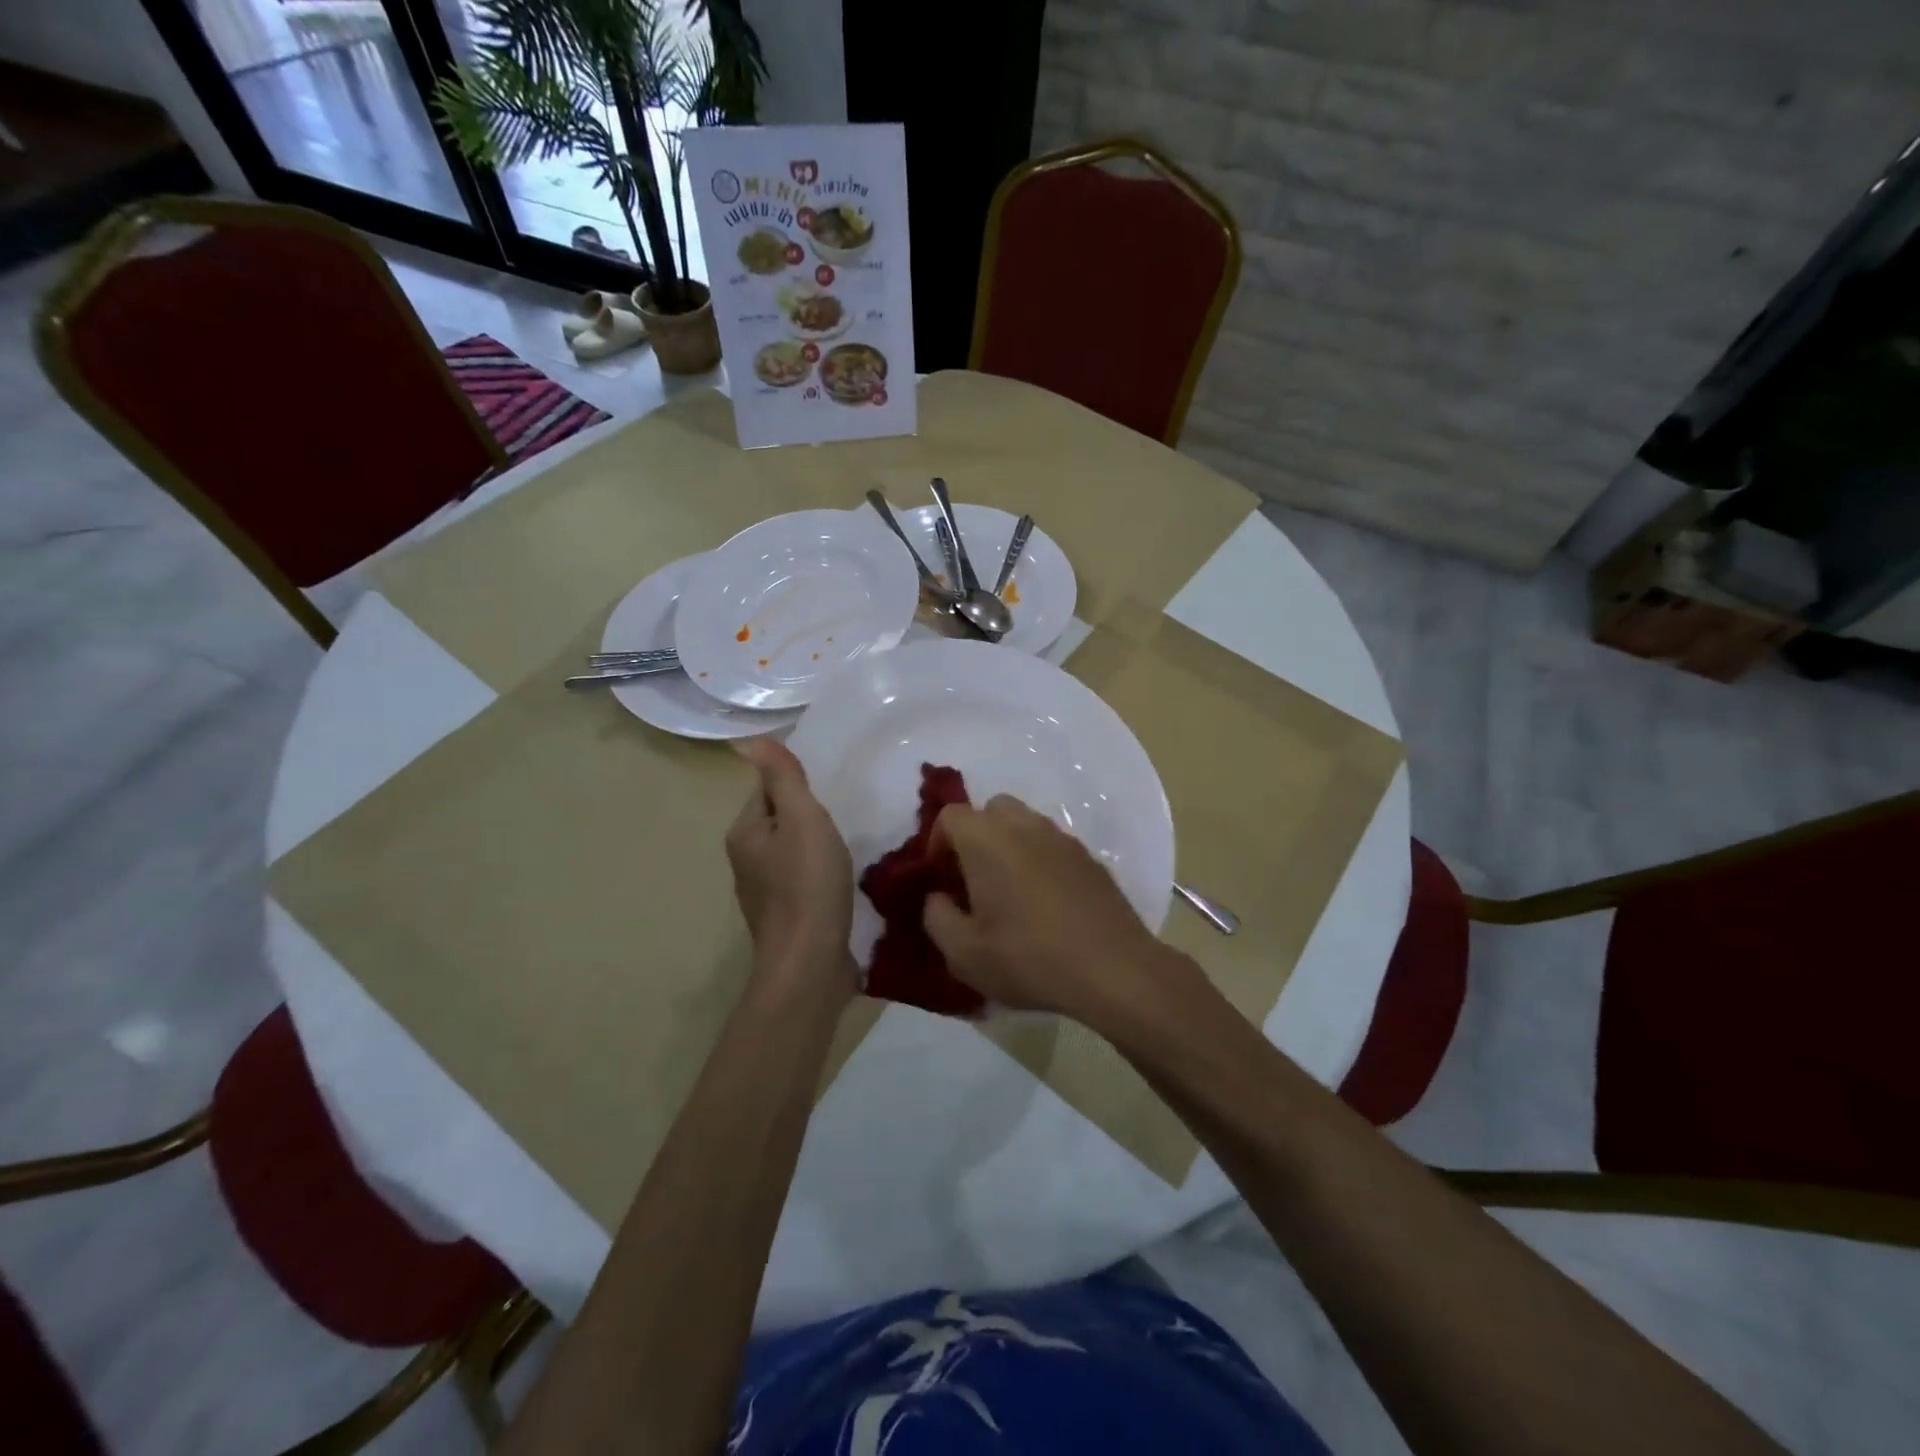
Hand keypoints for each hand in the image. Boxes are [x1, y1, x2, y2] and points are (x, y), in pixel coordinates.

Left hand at [726, 739, 854, 991]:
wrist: (810, 963)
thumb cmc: (808, 884)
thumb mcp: (801, 818)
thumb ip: (781, 778)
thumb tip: (746, 741)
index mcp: (744, 832)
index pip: (768, 789)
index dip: (800, 786)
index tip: (833, 792)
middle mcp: (746, 860)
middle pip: (781, 820)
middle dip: (810, 816)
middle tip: (847, 816)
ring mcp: (764, 893)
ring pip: (793, 852)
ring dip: (818, 846)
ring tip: (850, 846)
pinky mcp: (786, 917)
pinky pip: (803, 881)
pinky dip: (821, 876)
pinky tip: (843, 882)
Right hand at [923, 796, 1179, 1022]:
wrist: (1114, 969)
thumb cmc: (1030, 959)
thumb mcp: (964, 953)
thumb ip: (937, 917)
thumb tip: (938, 897)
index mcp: (987, 840)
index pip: (950, 815)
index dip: (937, 843)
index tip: (941, 879)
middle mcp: (1025, 826)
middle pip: (991, 809)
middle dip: (975, 837)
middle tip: (973, 879)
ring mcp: (1063, 838)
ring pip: (1025, 824)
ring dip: (1009, 846)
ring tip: (1009, 892)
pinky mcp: (1090, 857)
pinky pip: (1052, 845)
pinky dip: (1039, 860)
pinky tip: (1045, 903)